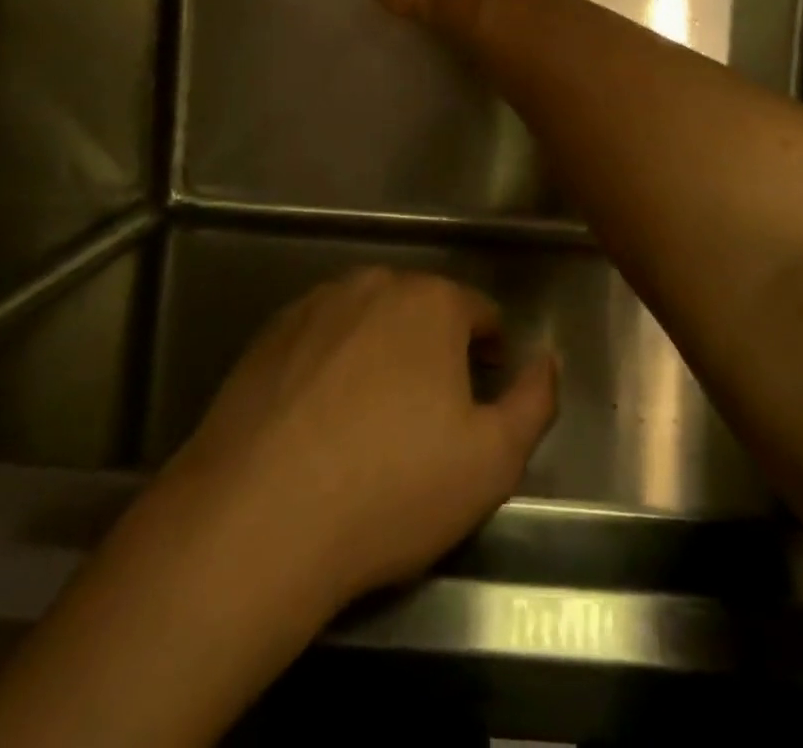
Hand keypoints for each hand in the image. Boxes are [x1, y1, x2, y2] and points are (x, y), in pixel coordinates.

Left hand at [173, 268, 557, 609]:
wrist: (256, 520)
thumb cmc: (391, 488)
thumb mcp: (492, 460)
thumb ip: (535, 400)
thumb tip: (546, 359)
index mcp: (430, 301)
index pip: (480, 312)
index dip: (491, 354)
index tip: (482, 398)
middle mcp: (372, 284)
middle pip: (422, 311)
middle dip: (436, 351)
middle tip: (429, 418)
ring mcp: (314, 305)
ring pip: (369, 322)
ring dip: (382, 355)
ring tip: (372, 422)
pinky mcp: (267, 335)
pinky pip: (321, 341)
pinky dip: (332, 366)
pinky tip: (319, 422)